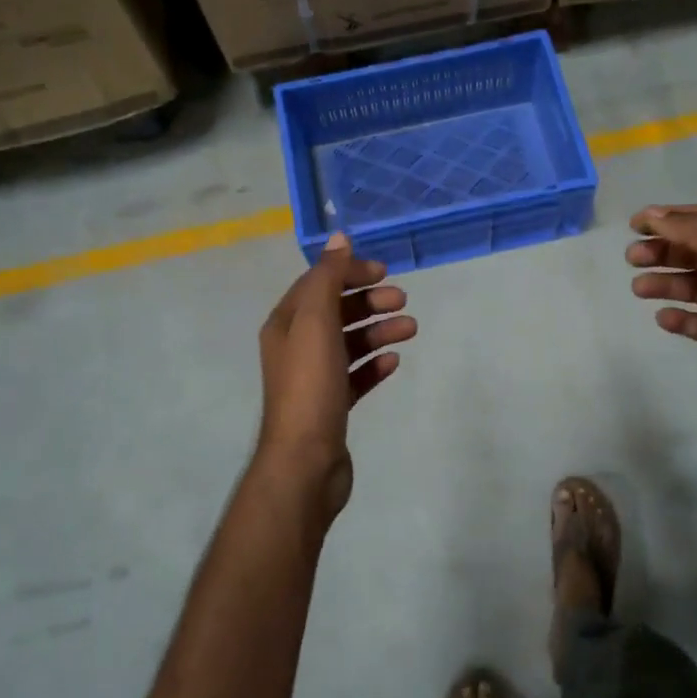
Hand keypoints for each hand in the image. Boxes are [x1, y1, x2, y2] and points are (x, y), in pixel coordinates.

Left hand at [255, 233, 415, 520]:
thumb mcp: (316, 322)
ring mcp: (314, 378)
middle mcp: (295, 346)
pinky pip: (356, 375)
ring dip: (379, 330)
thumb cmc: (310, 384)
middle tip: (402, 300)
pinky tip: (394, 362)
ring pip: (350, 342)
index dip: (349, 272)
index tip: (384, 271)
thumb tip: (339, 238)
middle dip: (369, 301)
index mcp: (286, 323)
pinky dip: (374, 363)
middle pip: (336, 311)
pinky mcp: (331, 404)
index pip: (318, 283)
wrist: (305, 459)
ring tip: (410, 329)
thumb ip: (327, 278)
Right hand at [627, 204, 696, 429]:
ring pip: (696, 287)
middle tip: (632, 259)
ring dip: (667, 283)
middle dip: (664, 251)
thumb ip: (695, 230)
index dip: (671, 218)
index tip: (635, 225)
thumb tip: (654, 216)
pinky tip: (664, 319)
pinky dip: (681, 319)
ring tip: (639, 290)